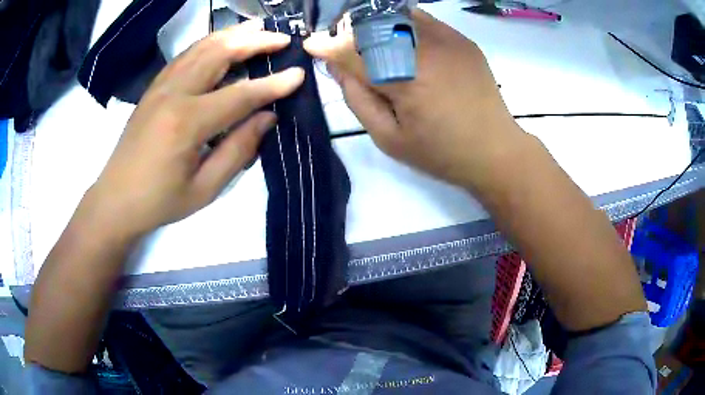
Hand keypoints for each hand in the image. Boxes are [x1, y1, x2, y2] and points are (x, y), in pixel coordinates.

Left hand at [88, 20, 303, 237]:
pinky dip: (209, 42)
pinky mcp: (154, 87)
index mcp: (187, 123)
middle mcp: (174, 94)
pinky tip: (222, 40)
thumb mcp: (204, 188)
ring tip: (258, 28)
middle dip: (255, 42)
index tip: (299, 74)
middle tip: (282, 39)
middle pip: (220, 54)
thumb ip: (238, 150)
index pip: (239, 94)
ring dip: (233, 34)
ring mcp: (161, 86)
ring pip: (201, 47)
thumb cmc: (159, 200)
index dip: (272, 85)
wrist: (115, 199)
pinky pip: (185, 55)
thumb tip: (268, 117)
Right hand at [304, 10, 524, 189]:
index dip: (329, 46)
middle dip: (350, 33)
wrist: (495, 149)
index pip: (354, 52)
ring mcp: (448, 40)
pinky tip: (398, 39)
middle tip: (342, 47)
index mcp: (405, 80)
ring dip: (374, 25)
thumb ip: (358, 99)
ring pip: (396, 16)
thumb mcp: (389, 138)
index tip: (312, 44)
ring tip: (369, 42)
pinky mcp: (462, 39)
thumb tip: (337, 67)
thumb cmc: (441, 153)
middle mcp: (426, 50)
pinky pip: (421, 18)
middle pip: (373, 26)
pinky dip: (401, 23)